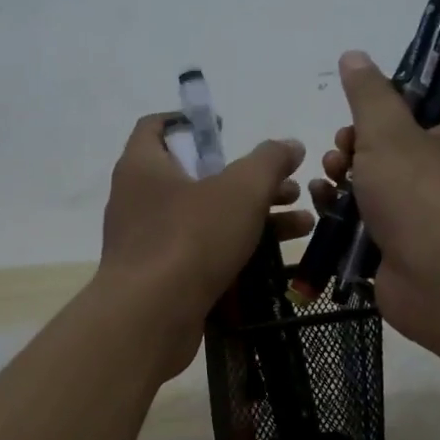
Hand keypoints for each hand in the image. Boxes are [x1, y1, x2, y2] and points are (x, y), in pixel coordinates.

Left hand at [99, 114, 312, 374]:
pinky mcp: (159, 277)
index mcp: (143, 165)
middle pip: (196, 176)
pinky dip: (234, 249)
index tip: (225, 129)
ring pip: (204, 218)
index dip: (191, 122)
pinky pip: (200, 252)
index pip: (157, 127)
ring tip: (301, 224)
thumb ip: (269, 162)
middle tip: (289, 187)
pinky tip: (276, 257)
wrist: (150, 317)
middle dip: (247, 181)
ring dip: (252, 217)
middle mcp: (138, 199)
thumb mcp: (241, 190)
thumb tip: (291, 145)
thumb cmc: (191, 238)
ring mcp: (147, 241)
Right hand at [309, 50, 439, 349]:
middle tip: (341, 150)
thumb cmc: (422, 194)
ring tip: (329, 177)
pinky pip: (373, 218)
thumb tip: (354, 55)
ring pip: (380, 182)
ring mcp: (434, 212)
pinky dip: (347, 210)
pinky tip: (323, 203)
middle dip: (357, 145)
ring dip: (346, 176)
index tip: (360, 115)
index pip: (428, 105)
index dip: (388, 106)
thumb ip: (368, 93)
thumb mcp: (388, 131)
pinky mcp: (409, 245)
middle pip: (396, 144)